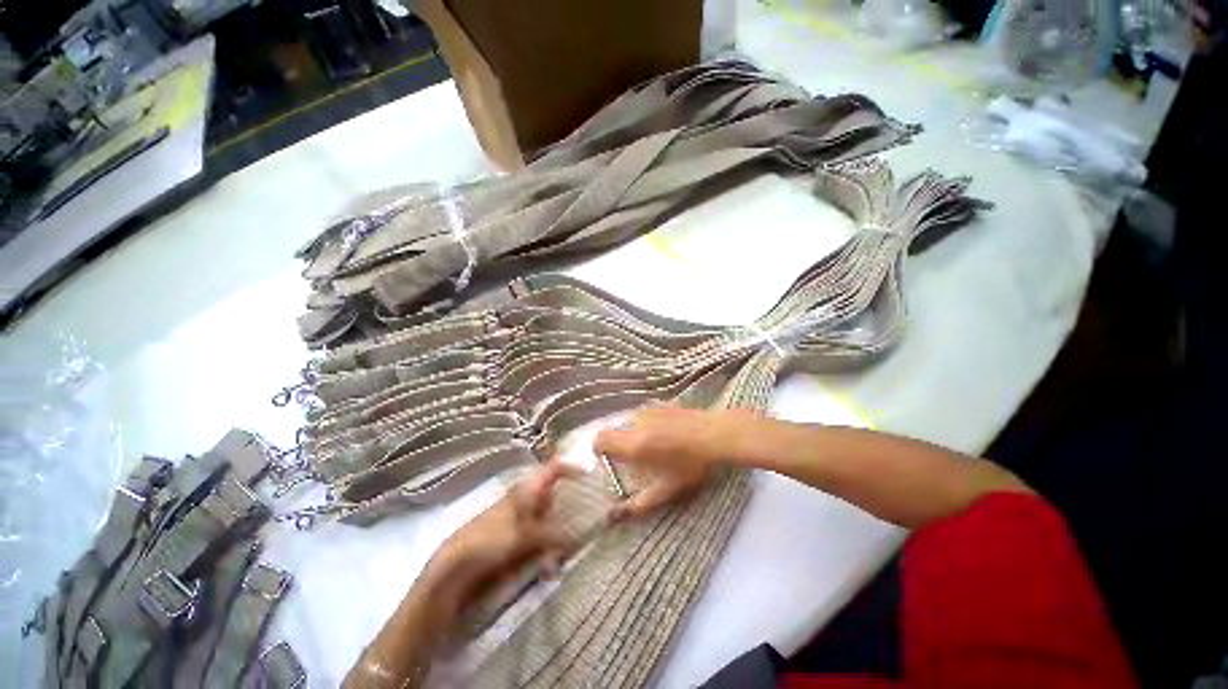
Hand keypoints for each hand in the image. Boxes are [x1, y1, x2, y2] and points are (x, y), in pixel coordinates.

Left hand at [426, 462, 578, 613]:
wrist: (453, 571)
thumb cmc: (489, 541)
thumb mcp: (524, 534)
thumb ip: (553, 533)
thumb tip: (578, 535)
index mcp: (526, 490)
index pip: (553, 469)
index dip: (571, 468)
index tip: (590, 476)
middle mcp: (526, 502)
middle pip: (557, 497)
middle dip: (570, 512)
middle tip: (583, 527)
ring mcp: (522, 523)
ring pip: (551, 523)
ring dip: (559, 540)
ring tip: (558, 560)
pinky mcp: (517, 543)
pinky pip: (541, 543)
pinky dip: (548, 553)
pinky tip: (547, 569)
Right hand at [593, 405, 753, 520]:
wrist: (716, 433)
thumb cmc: (692, 463)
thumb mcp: (668, 489)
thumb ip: (640, 504)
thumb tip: (617, 516)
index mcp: (633, 444)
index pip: (601, 439)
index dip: (599, 449)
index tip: (607, 460)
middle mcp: (636, 422)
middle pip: (614, 430)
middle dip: (618, 444)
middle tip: (634, 458)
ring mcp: (649, 409)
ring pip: (629, 421)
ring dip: (633, 433)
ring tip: (653, 446)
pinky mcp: (661, 404)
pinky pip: (644, 414)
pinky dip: (646, 424)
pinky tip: (665, 432)